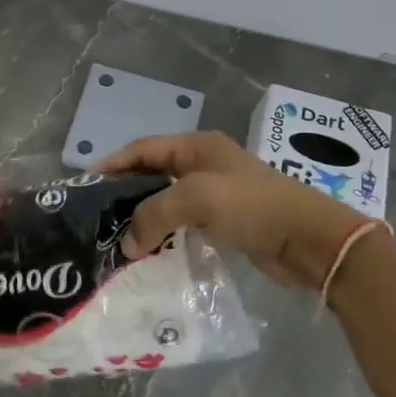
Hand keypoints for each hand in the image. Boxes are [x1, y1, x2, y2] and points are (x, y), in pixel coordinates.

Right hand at [99, 130, 364, 291]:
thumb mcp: (197, 198)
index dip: (113, 164)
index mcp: (197, 146)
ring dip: (144, 217)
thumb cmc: (252, 206)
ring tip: (117, 238)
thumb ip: (154, 214)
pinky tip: (149, 251)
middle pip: (152, 173)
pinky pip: (183, 222)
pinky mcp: (224, 220)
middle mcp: (203, 164)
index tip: (86, 185)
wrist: (309, 239)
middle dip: (125, 193)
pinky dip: (164, 233)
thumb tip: (127, 244)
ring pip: (167, 200)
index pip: (143, 149)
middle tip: (97, 217)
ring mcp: (215, 193)